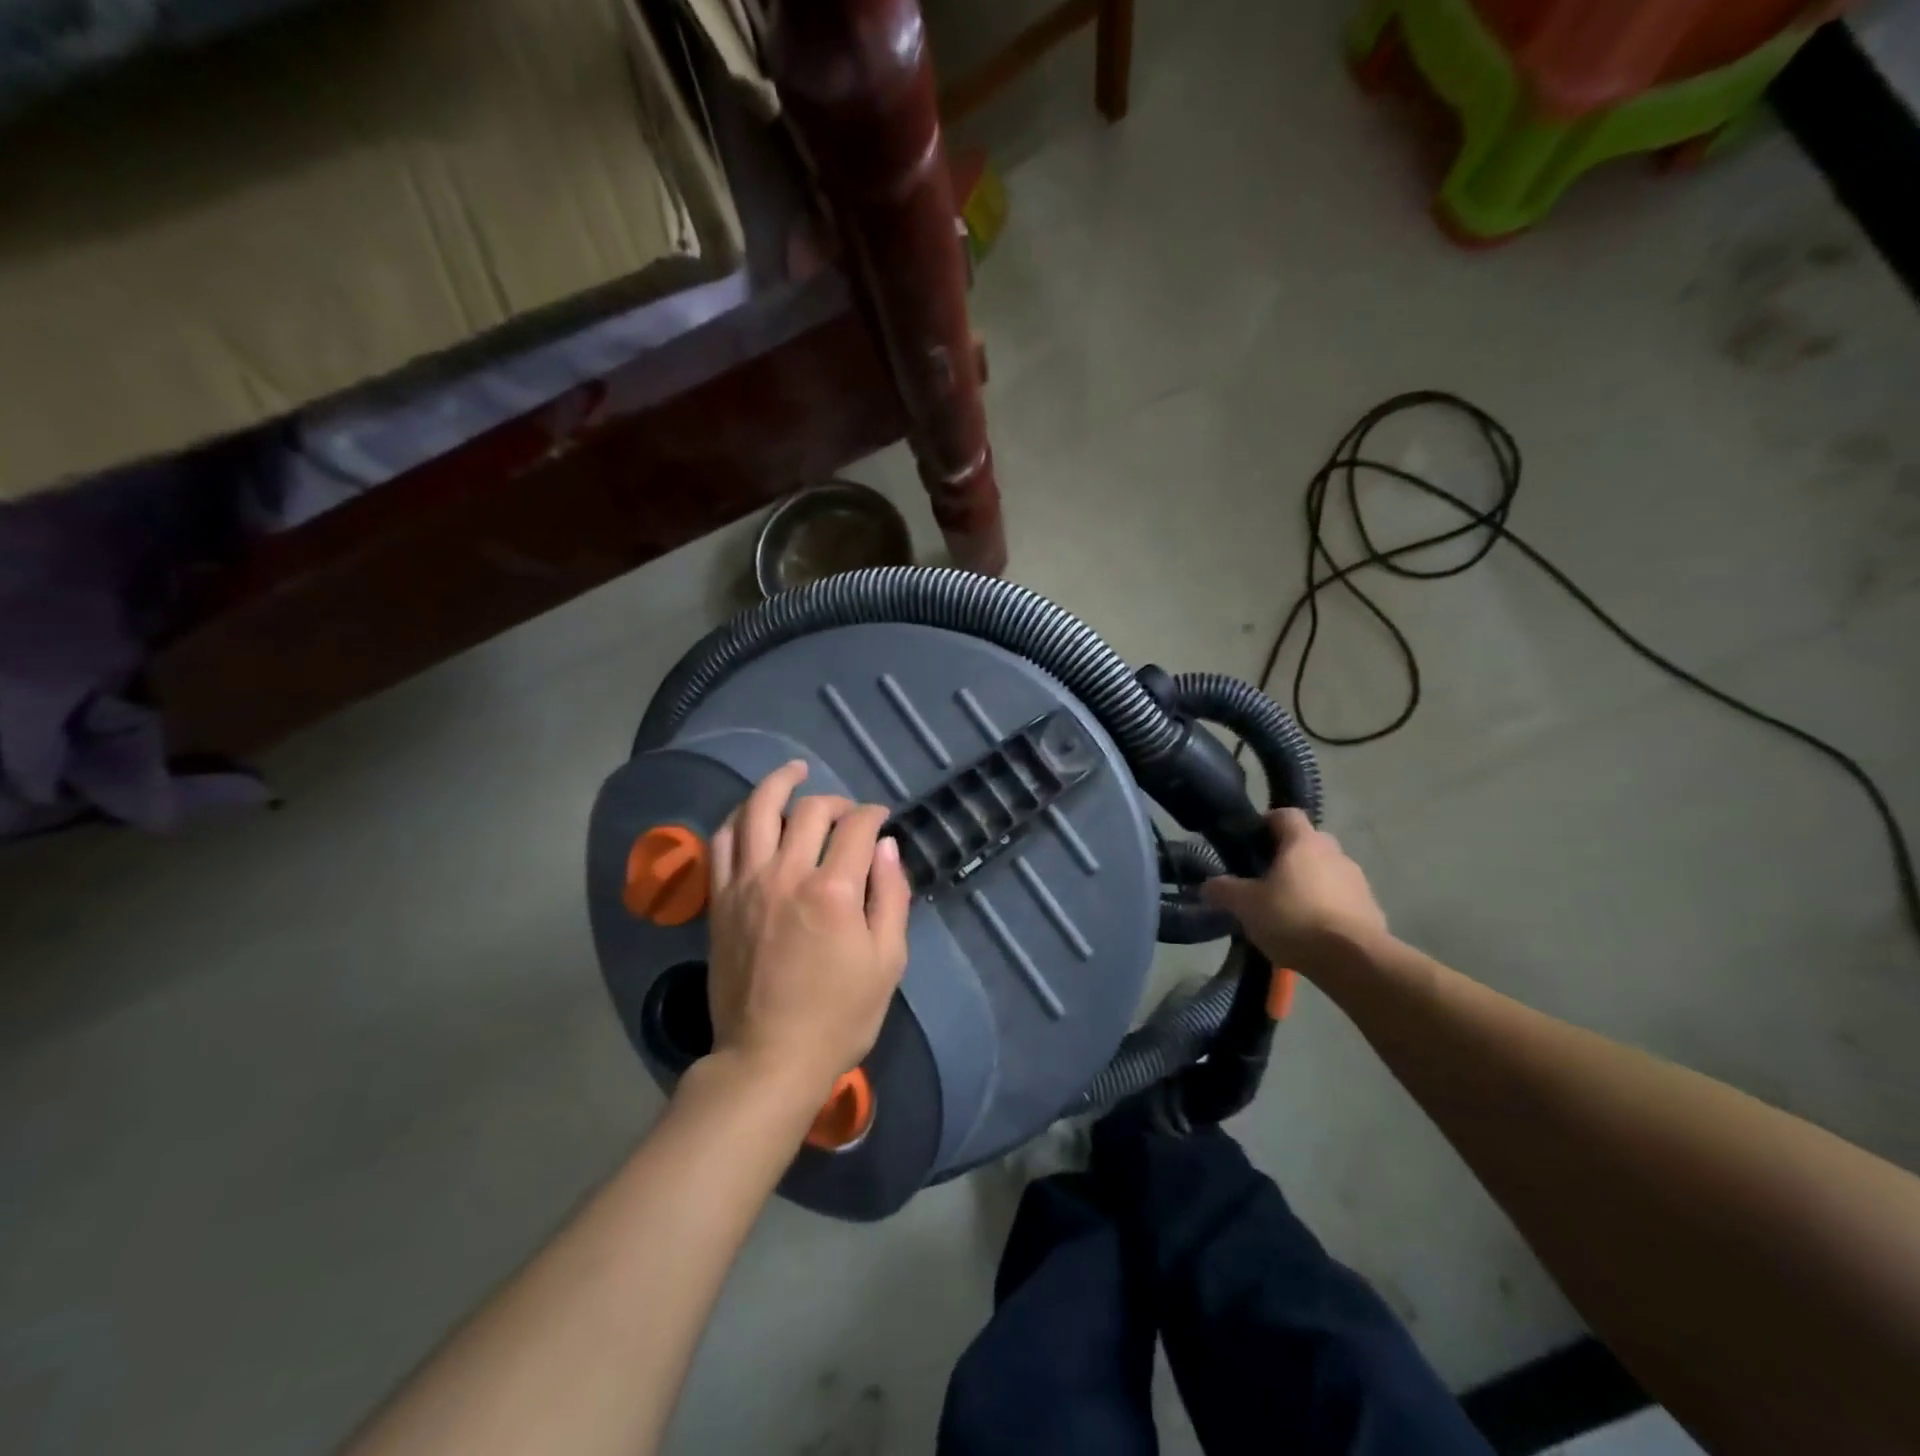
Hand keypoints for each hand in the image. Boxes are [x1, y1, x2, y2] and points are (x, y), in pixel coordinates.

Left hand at [705, 761, 911, 1102]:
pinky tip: (752, 814)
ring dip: (778, 784)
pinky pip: (722, 841)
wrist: (768, 1058)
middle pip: (810, 810)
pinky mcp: (720, 900)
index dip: (873, 814)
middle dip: (836, 801)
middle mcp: (787, 874)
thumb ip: (891, 896)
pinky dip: (739, 818)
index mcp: (834, 890)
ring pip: (756, 811)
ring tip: (794, 772)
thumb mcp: (887, 961)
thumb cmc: (839, 1016)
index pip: (856, 827)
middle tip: (847, 812)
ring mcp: (746, 884)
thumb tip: (887, 847)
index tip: (881, 819)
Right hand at [1202, 808, 1389, 971]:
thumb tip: (1207, 886)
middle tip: (1265, 880)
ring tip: (1287, 911)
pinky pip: (1342, 899)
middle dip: (1287, 857)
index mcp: (1303, 842)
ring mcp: (1357, 880)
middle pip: (1307, 843)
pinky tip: (1312, 932)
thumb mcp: (1246, 905)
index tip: (1251, 842)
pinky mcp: (1371, 909)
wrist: (1355, 960)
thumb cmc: (1294, 919)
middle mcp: (1334, 852)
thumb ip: (1224, 891)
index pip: (1285, 814)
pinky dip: (1327, 908)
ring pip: (1326, 872)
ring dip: (1309, 884)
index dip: (1266, 823)